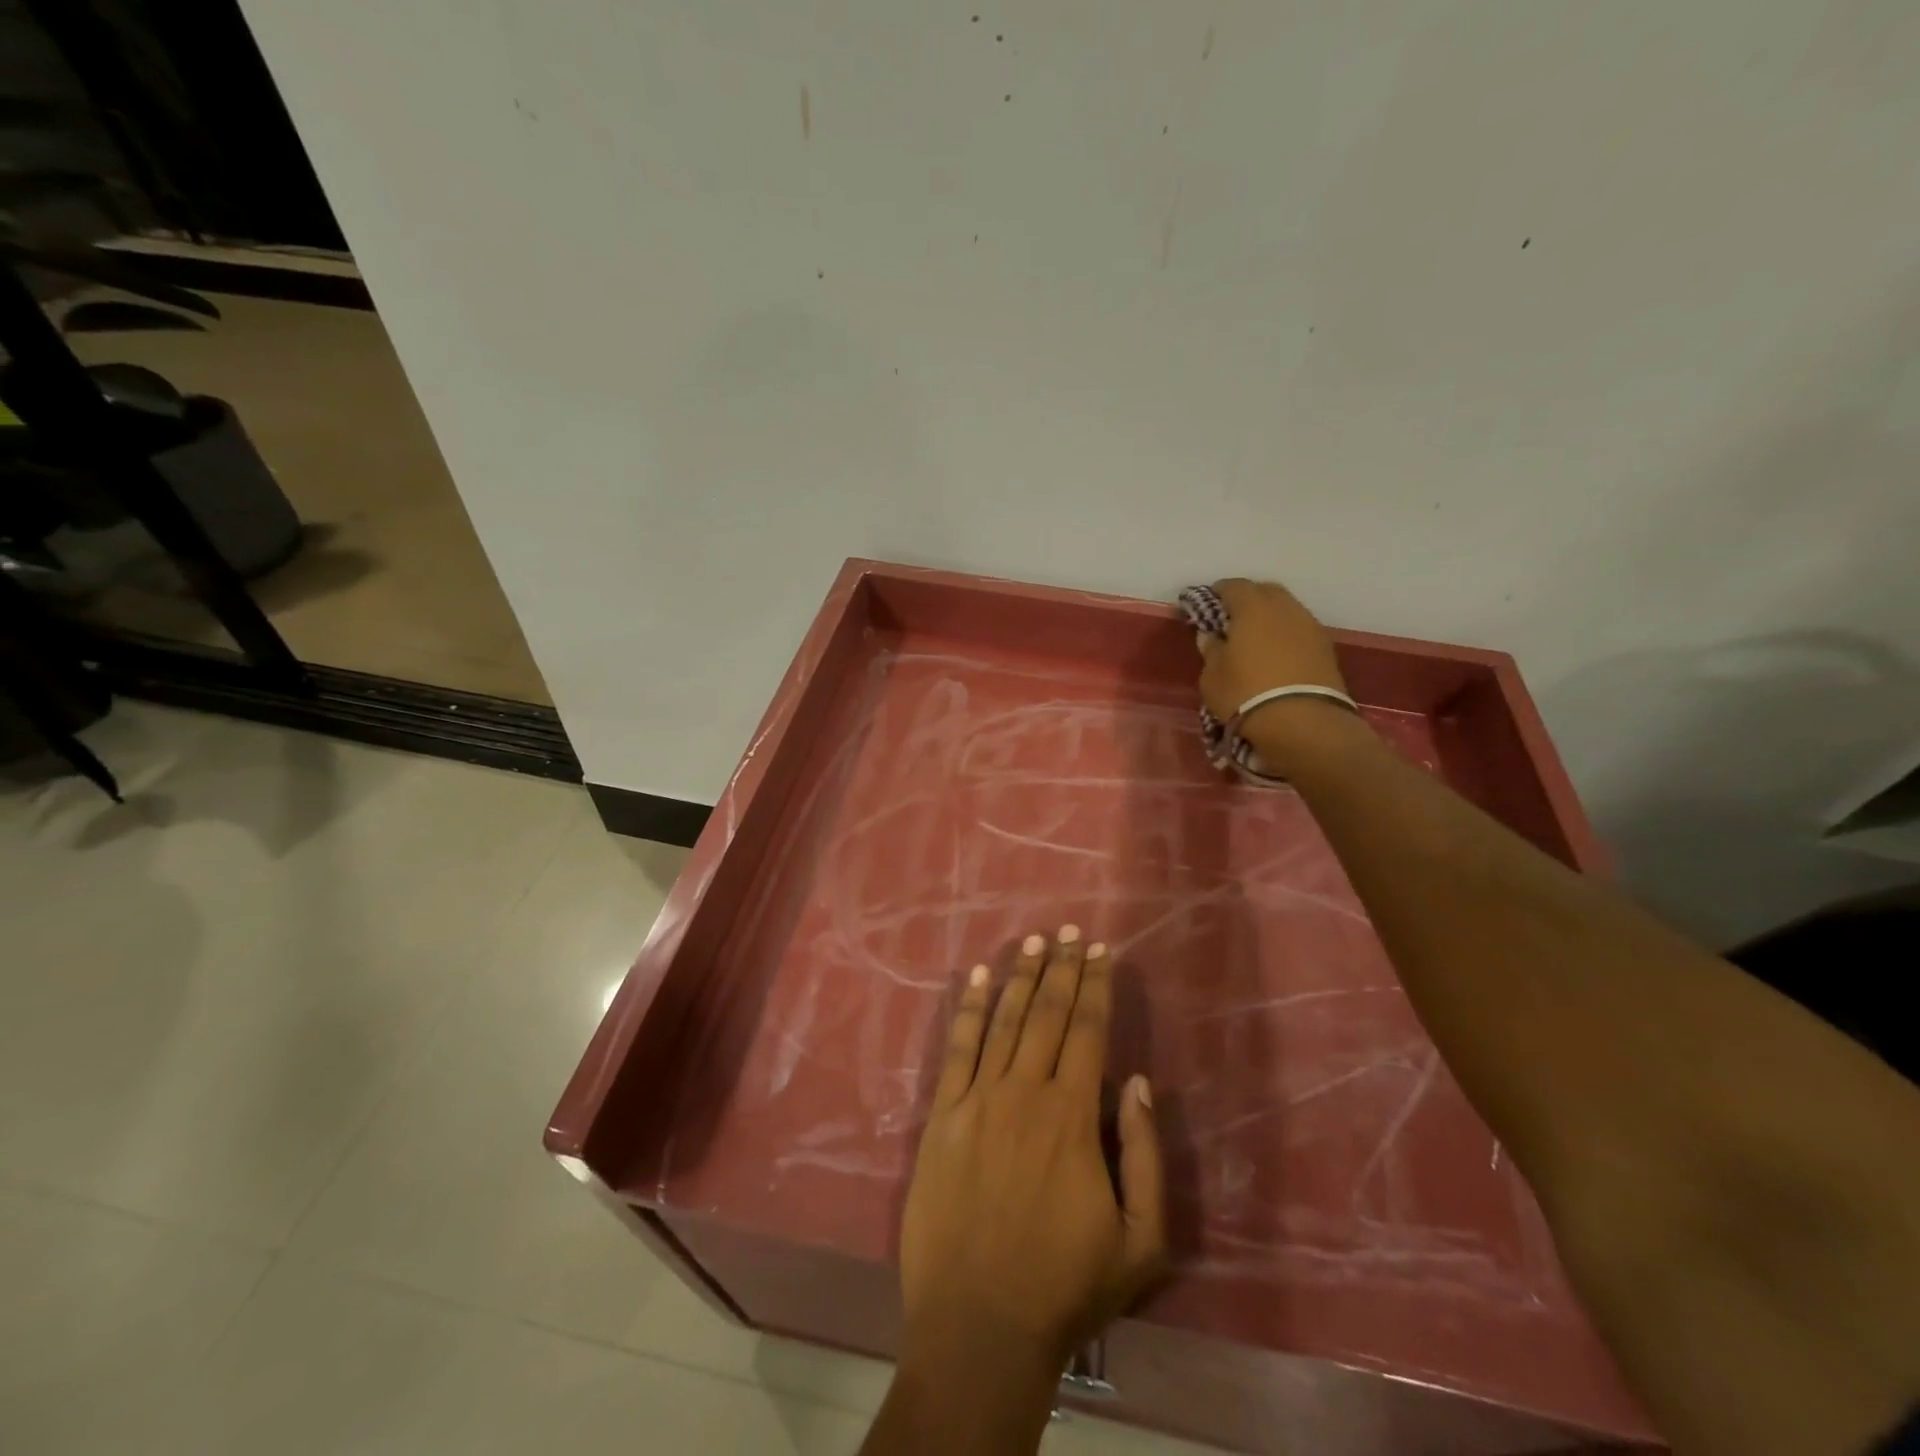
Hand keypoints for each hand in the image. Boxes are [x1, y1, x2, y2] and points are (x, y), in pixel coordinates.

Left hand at [899, 927, 1165, 1379]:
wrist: (979, 1325)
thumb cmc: (1066, 1286)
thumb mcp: (1140, 1239)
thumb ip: (1144, 1154)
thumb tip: (1136, 1081)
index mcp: (1072, 1116)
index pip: (1088, 1031)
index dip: (1096, 986)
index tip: (1101, 951)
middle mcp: (1025, 1093)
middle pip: (1048, 1015)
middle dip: (1063, 969)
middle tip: (1070, 931)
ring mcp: (978, 1100)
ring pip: (1003, 1021)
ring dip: (1021, 978)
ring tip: (1035, 942)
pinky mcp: (942, 1116)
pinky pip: (956, 1049)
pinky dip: (966, 1009)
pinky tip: (975, 977)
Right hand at [1197, 578, 1352, 766]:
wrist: (1304, 723)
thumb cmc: (1246, 695)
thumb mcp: (1213, 677)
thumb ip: (1211, 651)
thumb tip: (1211, 636)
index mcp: (1252, 608)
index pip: (1232, 586)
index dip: (1217, 593)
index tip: (1206, 605)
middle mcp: (1284, 608)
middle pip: (1265, 591)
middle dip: (1247, 599)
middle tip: (1232, 619)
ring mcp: (1310, 626)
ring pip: (1286, 609)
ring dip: (1270, 617)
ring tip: (1256, 638)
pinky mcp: (1326, 647)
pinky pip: (1300, 629)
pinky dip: (1286, 634)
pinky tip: (1277, 653)